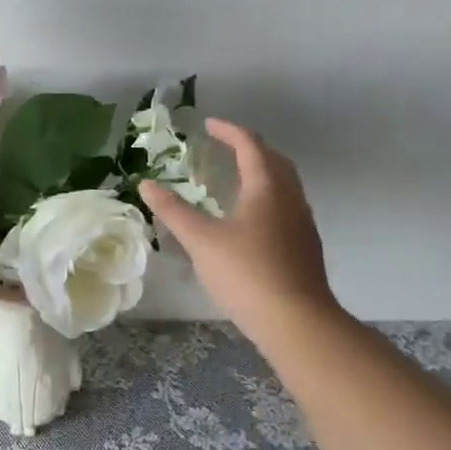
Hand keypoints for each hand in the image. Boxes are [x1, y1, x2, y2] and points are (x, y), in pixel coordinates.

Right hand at [139, 119, 340, 345]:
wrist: (298, 324)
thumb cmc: (247, 273)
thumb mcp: (200, 240)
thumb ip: (173, 210)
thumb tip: (146, 184)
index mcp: (267, 188)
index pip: (250, 146)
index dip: (229, 131)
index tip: (208, 125)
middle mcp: (290, 199)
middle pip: (274, 160)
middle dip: (249, 148)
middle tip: (223, 146)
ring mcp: (302, 224)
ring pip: (284, 184)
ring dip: (261, 171)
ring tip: (234, 177)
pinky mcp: (305, 247)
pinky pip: (286, 205)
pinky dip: (267, 196)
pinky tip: (250, 217)